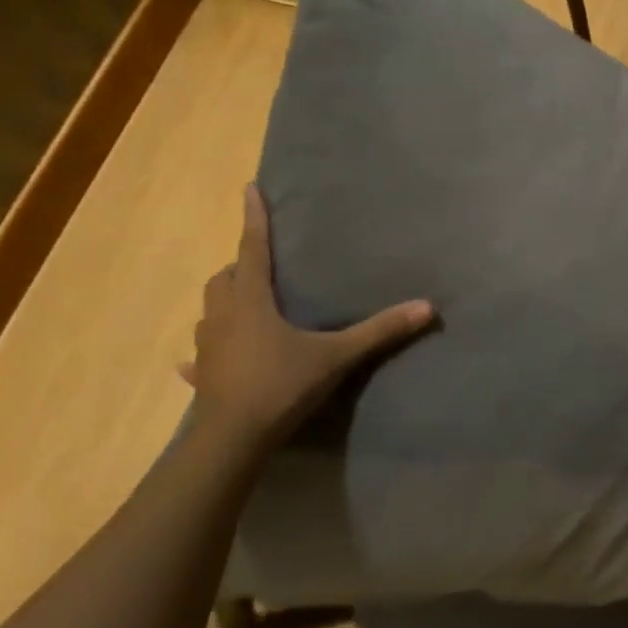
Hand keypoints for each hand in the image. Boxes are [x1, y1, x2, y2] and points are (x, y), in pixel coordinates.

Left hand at [181, 185, 433, 446]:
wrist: (233, 440)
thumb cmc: (281, 385)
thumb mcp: (336, 356)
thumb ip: (379, 331)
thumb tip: (427, 307)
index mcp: (252, 301)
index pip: (253, 248)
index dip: (254, 218)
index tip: (249, 188)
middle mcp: (223, 316)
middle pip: (225, 277)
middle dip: (240, 264)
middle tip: (261, 263)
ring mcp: (208, 346)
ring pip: (210, 310)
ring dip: (226, 299)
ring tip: (246, 303)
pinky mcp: (202, 375)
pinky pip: (199, 354)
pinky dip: (205, 349)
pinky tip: (202, 360)